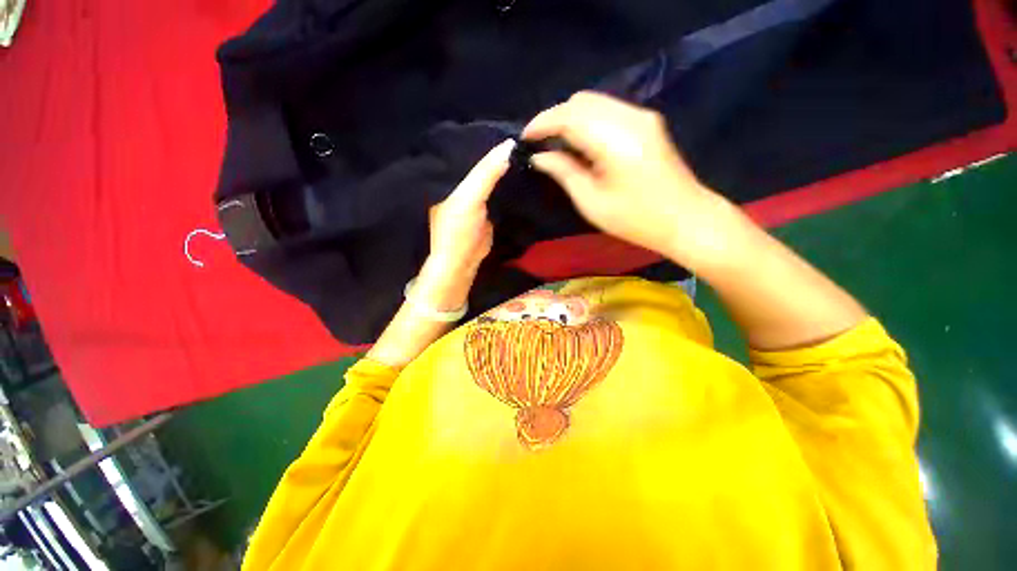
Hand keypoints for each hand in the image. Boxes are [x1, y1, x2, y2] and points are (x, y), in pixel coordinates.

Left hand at [414, 139, 514, 310]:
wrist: (464, 261)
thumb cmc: (459, 229)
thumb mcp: (469, 197)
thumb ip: (486, 173)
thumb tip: (509, 145)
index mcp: (452, 177)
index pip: (471, 151)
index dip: (488, 140)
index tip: (512, 128)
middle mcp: (464, 184)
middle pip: (483, 163)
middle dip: (500, 154)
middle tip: (525, 139)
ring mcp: (478, 198)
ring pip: (493, 178)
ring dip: (507, 169)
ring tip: (528, 152)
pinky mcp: (489, 210)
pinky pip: (500, 192)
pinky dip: (509, 185)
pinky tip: (523, 174)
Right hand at [523, 91, 732, 268]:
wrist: (685, 219)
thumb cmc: (635, 219)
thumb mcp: (591, 201)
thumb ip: (563, 172)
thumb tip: (539, 157)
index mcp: (614, 139)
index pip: (568, 116)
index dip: (542, 123)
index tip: (524, 139)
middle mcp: (629, 117)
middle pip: (581, 101)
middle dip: (554, 118)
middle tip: (539, 143)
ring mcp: (641, 116)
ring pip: (594, 102)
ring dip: (570, 118)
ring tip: (556, 143)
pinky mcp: (647, 122)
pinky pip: (608, 110)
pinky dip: (587, 121)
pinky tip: (580, 142)